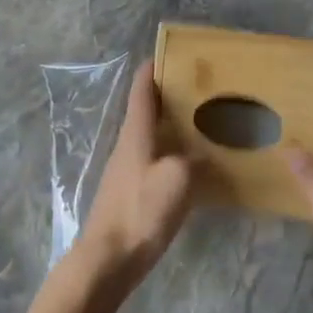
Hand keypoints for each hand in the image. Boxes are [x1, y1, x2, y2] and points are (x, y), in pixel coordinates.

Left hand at [76, 60, 192, 292]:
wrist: (108, 259)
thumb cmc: (141, 210)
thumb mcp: (178, 180)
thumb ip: (194, 160)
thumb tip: (204, 156)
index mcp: (136, 132)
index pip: (142, 89)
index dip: (153, 68)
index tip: (171, 54)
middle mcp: (128, 143)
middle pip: (147, 109)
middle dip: (170, 95)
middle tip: (202, 89)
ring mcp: (127, 168)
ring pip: (151, 134)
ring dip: (172, 124)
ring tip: (203, 122)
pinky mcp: (130, 190)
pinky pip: (154, 158)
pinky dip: (172, 151)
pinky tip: (192, 164)